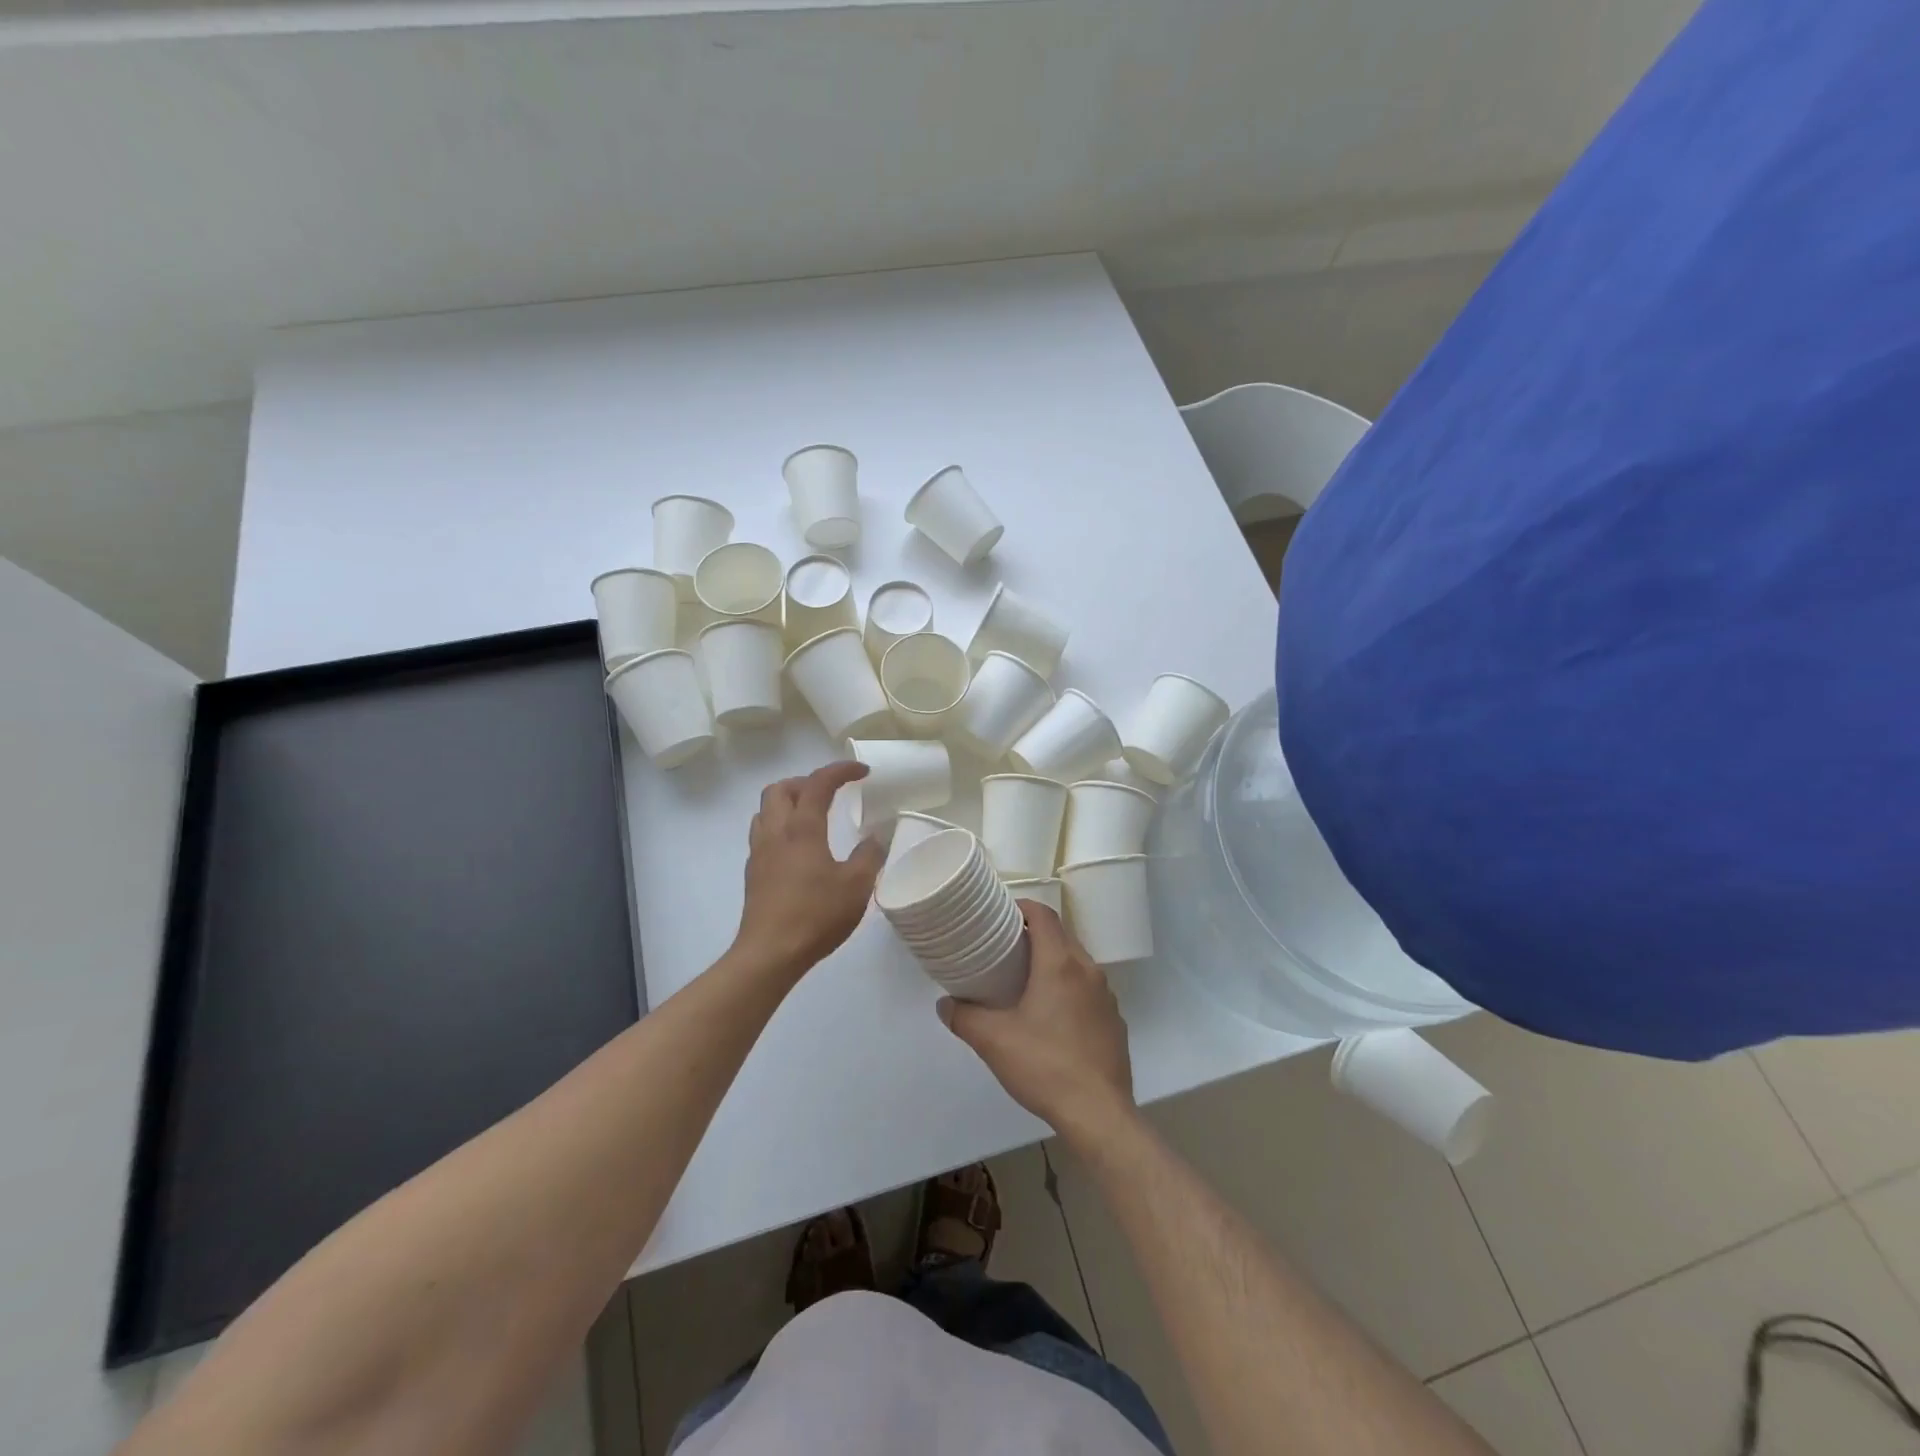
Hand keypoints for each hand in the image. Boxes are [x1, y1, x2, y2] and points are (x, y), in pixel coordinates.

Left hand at [733, 762, 885, 978]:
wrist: (769, 954)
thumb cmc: (816, 916)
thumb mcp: (856, 886)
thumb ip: (869, 857)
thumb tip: (874, 839)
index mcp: (802, 829)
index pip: (818, 783)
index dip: (841, 770)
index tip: (862, 772)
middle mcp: (776, 833)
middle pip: (780, 788)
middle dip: (806, 782)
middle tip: (830, 793)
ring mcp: (759, 853)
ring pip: (765, 810)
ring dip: (788, 802)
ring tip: (812, 816)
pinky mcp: (753, 873)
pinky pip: (762, 834)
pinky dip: (780, 827)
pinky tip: (798, 849)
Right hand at [938, 904, 1134, 1137]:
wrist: (1099, 1114)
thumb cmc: (1045, 1066)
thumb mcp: (994, 1041)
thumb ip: (964, 1017)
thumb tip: (944, 1005)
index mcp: (1060, 964)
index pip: (1044, 915)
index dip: (1022, 907)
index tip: (1001, 914)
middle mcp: (1088, 971)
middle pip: (1062, 936)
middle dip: (1035, 934)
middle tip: (1006, 947)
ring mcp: (1107, 997)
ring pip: (1077, 964)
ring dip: (1054, 962)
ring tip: (1026, 980)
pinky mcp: (1114, 1021)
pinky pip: (1089, 991)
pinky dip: (1070, 989)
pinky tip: (1053, 1017)